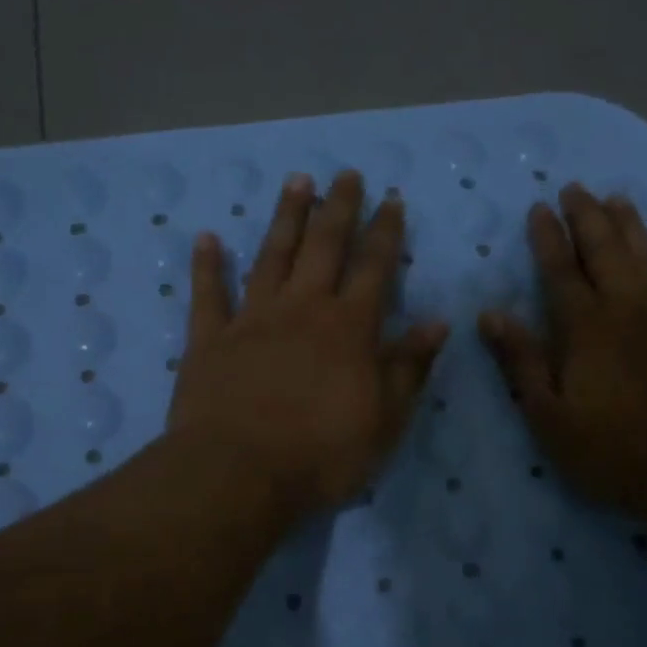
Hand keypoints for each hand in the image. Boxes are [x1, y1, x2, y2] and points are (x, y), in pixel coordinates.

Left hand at [169, 171, 449, 516]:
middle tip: (346, 174)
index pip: (374, 268)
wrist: (239, 473)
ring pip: (272, 257)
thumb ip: (409, 367)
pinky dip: (207, 265)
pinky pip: (208, 294)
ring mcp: (252, 320)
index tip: (391, 199)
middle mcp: (302, 309)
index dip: (385, 232)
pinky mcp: (209, 339)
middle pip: (324, 247)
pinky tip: (207, 238)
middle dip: (338, 208)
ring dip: (286, 218)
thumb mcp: (385, 420)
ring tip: (296, 182)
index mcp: (348, 328)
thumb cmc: (321, 453)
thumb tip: (438, 322)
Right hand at [479, 184, 646, 516]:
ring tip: (619, 199)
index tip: (538, 207)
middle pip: (606, 251)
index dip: (547, 237)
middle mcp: (629, 309)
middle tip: (575, 187)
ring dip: (633, 227)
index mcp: (586, 328)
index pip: (561, 270)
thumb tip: (491, 314)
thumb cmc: (613, 450)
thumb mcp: (549, 416)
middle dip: (588, 217)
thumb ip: (522, 362)